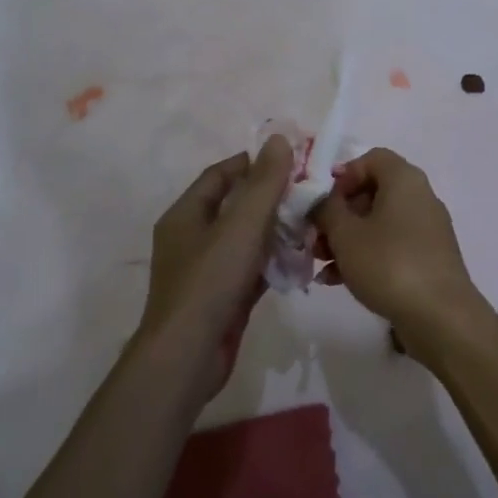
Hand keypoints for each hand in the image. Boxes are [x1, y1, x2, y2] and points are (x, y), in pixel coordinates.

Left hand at [140, 134, 292, 402]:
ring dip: (275, 230)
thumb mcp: (242, 225)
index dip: (253, 163)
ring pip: (245, 239)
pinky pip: (250, 269)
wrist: (187, 358)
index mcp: (186, 214)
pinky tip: (301, 259)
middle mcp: (192, 238)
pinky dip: (272, 262)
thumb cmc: (210, 282)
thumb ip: (264, 183)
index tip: (290, 159)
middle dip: (271, 197)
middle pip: (235, 206)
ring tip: (312, 222)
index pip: (221, 175)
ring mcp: (205, 271)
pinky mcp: (221, 298)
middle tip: (309, 190)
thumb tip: (279, 139)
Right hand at [312, 148, 488, 348]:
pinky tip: (337, 281)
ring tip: (320, 263)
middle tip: (314, 236)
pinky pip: (390, 246)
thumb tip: (321, 201)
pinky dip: (365, 256)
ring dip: (346, 239)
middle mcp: (419, 196)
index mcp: (404, 179)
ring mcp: (426, 229)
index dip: (343, 175)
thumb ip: (326, 210)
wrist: (441, 317)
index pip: (371, 158)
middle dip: (338, 214)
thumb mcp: (346, 234)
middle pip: (372, 192)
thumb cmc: (389, 264)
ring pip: (378, 223)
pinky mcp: (428, 258)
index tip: (322, 201)